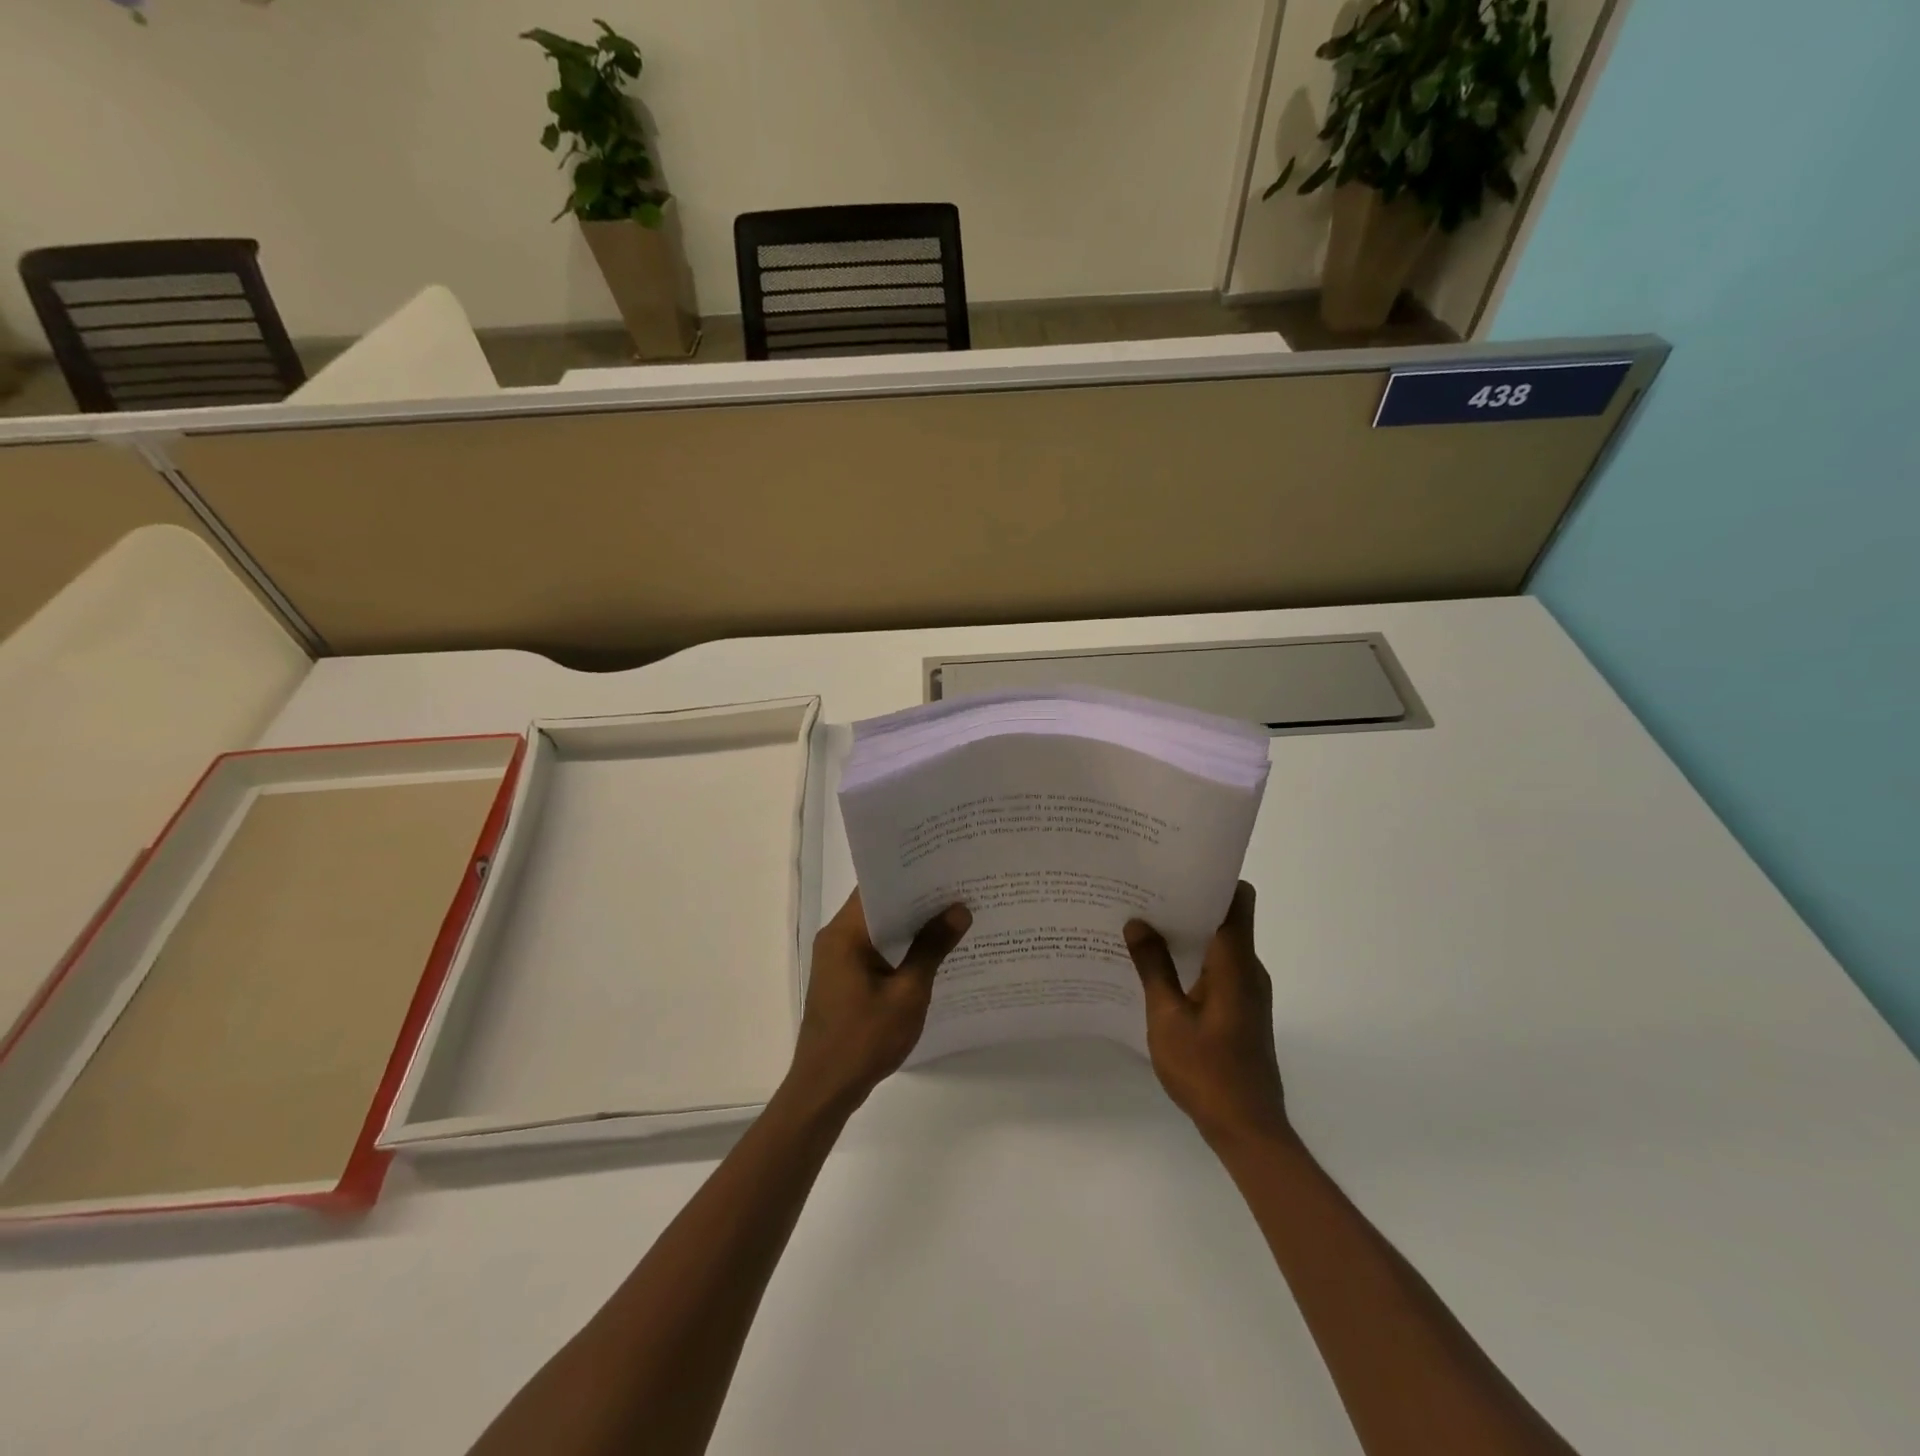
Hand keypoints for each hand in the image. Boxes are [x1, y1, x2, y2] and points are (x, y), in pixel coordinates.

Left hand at [784, 890, 970, 1113]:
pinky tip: (931, 951)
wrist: (825, 1090)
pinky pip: (874, 950)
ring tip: (952, 914)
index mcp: (844, 933)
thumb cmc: (865, 1039)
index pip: (877, 886)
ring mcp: (837, 960)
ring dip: (909, 924)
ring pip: (877, 929)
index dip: (910, 874)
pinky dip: (899, 947)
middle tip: (958, 887)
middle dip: (916, 898)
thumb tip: (959, 910)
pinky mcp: (843, 980)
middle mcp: (836, 938)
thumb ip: (932, 948)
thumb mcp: (908, 993)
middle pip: (878, 905)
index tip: (944, 865)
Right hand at [1124, 882, 1290, 1147]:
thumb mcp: (1167, 1017)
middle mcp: (1248, 970)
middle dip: (1188, 904)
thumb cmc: (1207, 1070)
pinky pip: (1218, 970)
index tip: (1175, 868)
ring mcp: (1248, 992)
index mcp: (1235, 963)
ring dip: (1187, 935)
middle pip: (1226, 919)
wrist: (1247, 1129)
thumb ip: (1153, 967)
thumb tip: (1138, 923)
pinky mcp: (1243, 1011)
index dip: (1213, 878)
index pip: (1237, 900)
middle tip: (1144, 895)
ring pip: (1220, 946)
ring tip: (1143, 928)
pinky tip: (1158, 970)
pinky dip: (1192, 961)